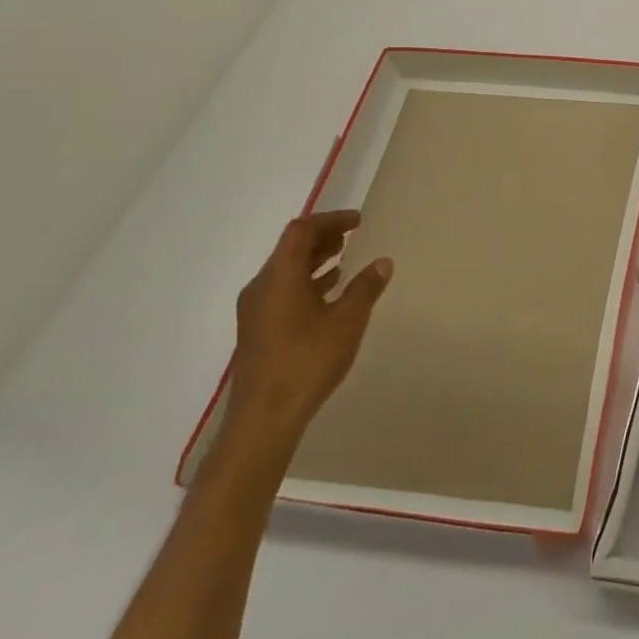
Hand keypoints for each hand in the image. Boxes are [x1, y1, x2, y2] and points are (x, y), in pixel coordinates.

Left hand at [224, 210, 392, 450]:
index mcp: (280, 277)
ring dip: (315, 260)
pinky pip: (283, 291)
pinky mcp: (258, 330)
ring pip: (286, 271)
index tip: (358, 221)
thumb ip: (365, 288)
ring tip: (345, 258)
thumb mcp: (347, 321)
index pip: (301, 231)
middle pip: (290, 248)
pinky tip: (330, 294)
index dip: (330, 220)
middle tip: (354, 234)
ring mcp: (256, 310)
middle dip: (323, 237)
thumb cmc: (307, 361)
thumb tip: (382, 262)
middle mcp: (262, 286)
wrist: (263, 418)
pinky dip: (307, 281)